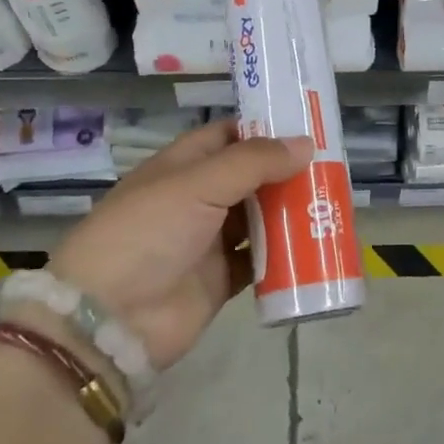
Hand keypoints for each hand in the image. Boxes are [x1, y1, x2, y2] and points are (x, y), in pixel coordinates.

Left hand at [39, 122, 312, 370]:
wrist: (110, 319)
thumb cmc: (149, 232)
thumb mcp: (198, 184)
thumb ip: (254, 162)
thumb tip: (306, 144)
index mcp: (184, 165)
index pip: (230, 134)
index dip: (266, 128)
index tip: (308, 124)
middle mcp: (198, 197)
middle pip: (251, 176)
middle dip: (288, 171)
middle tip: (333, 166)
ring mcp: (210, 239)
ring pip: (260, 216)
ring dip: (291, 210)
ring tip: (333, 201)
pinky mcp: (222, 278)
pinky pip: (261, 259)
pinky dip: (285, 253)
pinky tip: (316, 244)